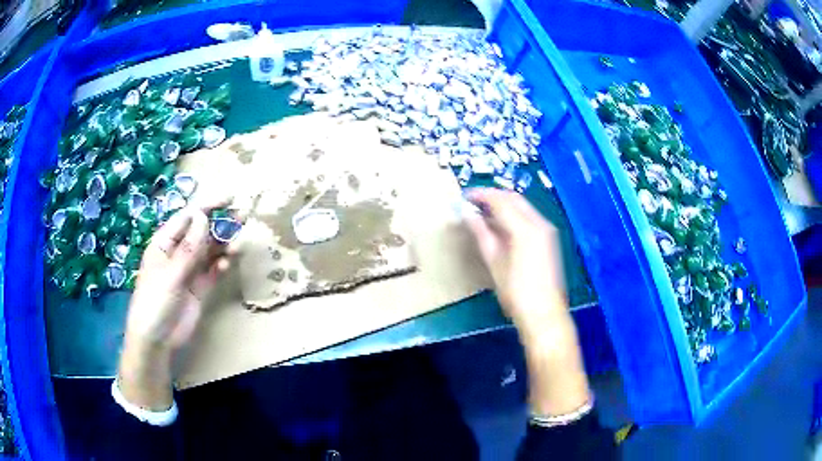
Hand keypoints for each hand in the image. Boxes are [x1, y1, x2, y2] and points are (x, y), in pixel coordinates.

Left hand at [118, 199, 234, 409]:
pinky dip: (221, 264)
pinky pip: (212, 270)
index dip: (208, 206)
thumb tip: (203, 216)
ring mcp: (189, 270)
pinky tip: (227, 263)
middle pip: (201, 231)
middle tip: (242, 216)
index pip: (188, 217)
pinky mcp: (199, 287)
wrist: (156, 340)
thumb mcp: (170, 275)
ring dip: (224, 244)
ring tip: (238, 243)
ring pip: (209, 250)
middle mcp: (178, 252)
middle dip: (220, 222)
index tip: (230, 199)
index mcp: (165, 243)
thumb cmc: (154, 303)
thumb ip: (188, 249)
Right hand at [464, 188, 567, 332]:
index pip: (500, 201)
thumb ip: (481, 234)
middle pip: (514, 198)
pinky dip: (513, 215)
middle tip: (472, 202)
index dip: (481, 195)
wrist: (544, 313)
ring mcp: (547, 230)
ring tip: (482, 213)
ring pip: (522, 206)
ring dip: (503, 205)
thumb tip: (466, 213)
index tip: (464, 196)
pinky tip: (500, 225)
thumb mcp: (494, 262)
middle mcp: (539, 223)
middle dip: (493, 196)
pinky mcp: (548, 239)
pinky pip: (528, 217)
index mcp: (525, 228)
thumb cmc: (516, 292)